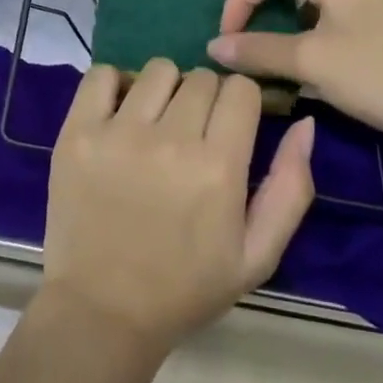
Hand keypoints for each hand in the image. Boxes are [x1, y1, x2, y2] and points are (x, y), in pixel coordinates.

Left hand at [42, 60, 314, 352]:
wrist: (103, 312)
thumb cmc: (186, 287)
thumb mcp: (256, 255)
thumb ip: (290, 188)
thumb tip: (304, 122)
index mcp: (219, 168)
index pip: (240, 89)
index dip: (240, 104)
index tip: (229, 127)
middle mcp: (171, 140)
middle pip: (201, 77)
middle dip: (204, 100)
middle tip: (191, 135)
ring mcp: (119, 133)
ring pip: (157, 70)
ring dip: (163, 90)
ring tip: (154, 125)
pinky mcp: (78, 132)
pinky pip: (101, 73)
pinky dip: (113, 85)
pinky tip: (118, 114)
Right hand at [209, 0, 382, 161]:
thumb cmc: (378, 75)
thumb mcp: (312, 62)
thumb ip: (260, 51)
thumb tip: (214, 46)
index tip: (225, 37)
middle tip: (250, 0)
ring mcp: (366, 1)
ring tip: (271, 15)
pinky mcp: (377, 27)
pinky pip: (331, 1)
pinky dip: (308, 9)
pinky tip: (303, 41)